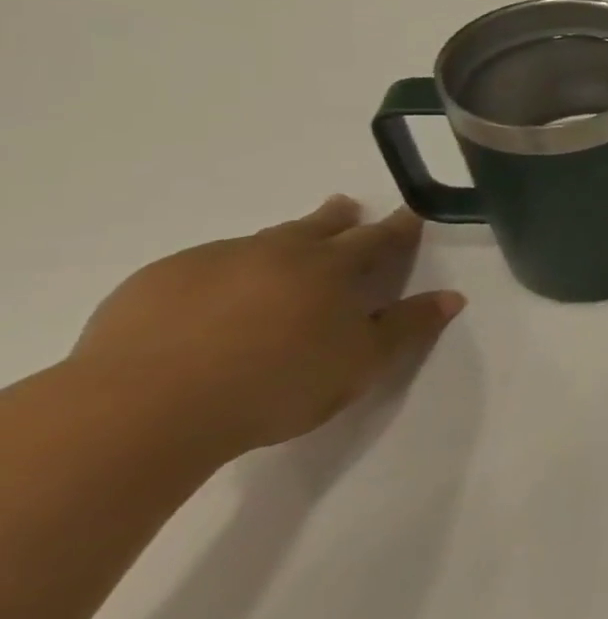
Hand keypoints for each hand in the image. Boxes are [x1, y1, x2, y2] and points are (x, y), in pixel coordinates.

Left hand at [68, 196, 464, 458]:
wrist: (142, 410)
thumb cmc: (276, 385)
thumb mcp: (362, 363)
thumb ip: (408, 327)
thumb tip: (453, 297)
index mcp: (331, 268)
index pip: (377, 238)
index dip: (398, 227)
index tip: (410, 214)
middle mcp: (276, 252)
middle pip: (315, 226)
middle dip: (337, 218)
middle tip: (346, 208)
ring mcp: (210, 262)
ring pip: (258, 243)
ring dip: (279, 243)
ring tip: (283, 255)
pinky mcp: (154, 283)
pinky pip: (203, 266)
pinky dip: (223, 272)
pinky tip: (215, 296)